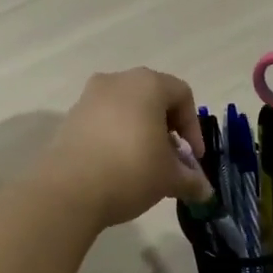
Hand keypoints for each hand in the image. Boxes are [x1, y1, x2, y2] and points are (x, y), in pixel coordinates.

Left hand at [31, 69, 210, 230]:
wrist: (67, 190)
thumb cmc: (130, 171)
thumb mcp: (169, 178)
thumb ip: (191, 180)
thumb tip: (205, 191)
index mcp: (147, 84)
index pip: (182, 95)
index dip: (194, 128)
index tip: (193, 159)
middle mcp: (117, 81)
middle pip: (153, 98)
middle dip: (167, 129)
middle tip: (171, 160)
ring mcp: (89, 97)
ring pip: (127, 109)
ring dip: (141, 133)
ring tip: (145, 166)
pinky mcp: (70, 118)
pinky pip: (104, 121)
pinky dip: (116, 137)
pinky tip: (118, 167)